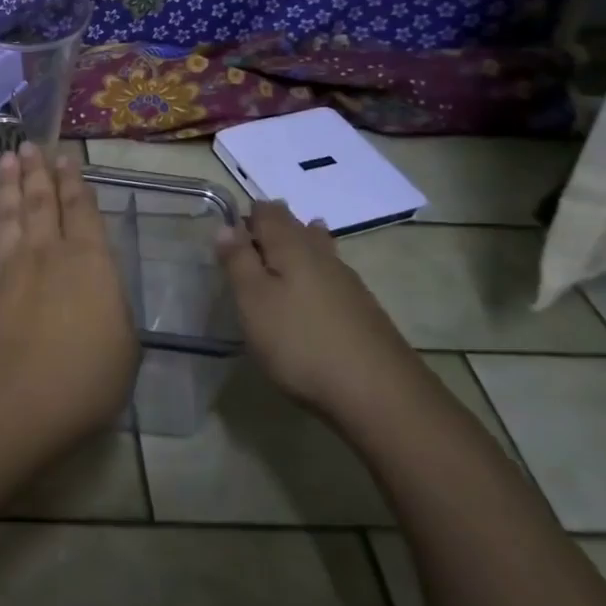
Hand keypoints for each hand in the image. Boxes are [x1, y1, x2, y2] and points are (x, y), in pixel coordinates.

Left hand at [0, 144, 138, 442]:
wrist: (18, 401)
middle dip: (37, 172)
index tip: (65, 157)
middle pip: (42, 203)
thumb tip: (101, 290)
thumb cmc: (86, 378)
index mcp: (90, 262)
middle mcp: (48, 253)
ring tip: (6, 158)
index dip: (74, 182)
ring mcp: (9, 268)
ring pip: (9, 215)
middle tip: (30, 145)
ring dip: (7, 185)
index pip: (83, 211)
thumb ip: (112, 306)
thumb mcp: (124, 345)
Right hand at [214, 201, 419, 418]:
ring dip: (300, 244)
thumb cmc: (300, 341)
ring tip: (287, 247)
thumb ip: (238, 261)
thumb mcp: (253, 301)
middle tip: (254, 235)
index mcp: (291, 246)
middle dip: (276, 224)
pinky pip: (332, 275)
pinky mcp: (363, 309)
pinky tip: (315, 288)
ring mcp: (348, 282)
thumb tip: (226, 226)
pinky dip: (317, 271)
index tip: (231, 228)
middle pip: (296, 226)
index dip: (248, 214)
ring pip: (318, 248)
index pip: (268, 213)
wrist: (378, 393)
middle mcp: (322, 255)